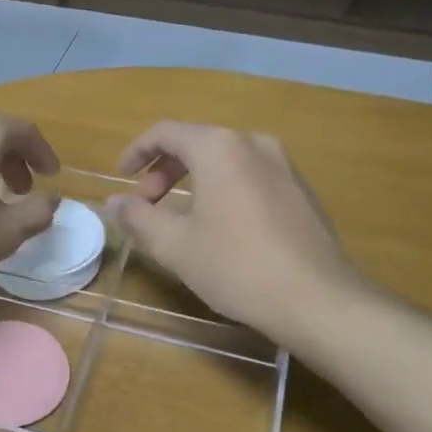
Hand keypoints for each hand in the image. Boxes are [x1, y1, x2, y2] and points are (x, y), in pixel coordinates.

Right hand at [109, 122, 359, 346]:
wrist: (316, 299)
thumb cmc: (235, 266)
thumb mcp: (174, 244)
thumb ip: (138, 216)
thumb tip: (115, 200)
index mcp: (219, 147)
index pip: (165, 132)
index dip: (135, 152)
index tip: (120, 178)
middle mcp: (253, 143)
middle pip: (196, 143)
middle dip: (164, 170)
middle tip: (147, 204)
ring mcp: (283, 165)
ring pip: (225, 160)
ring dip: (193, 181)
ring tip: (179, 216)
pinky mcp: (300, 190)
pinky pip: (249, 176)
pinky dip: (223, 189)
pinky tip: (220, 227)